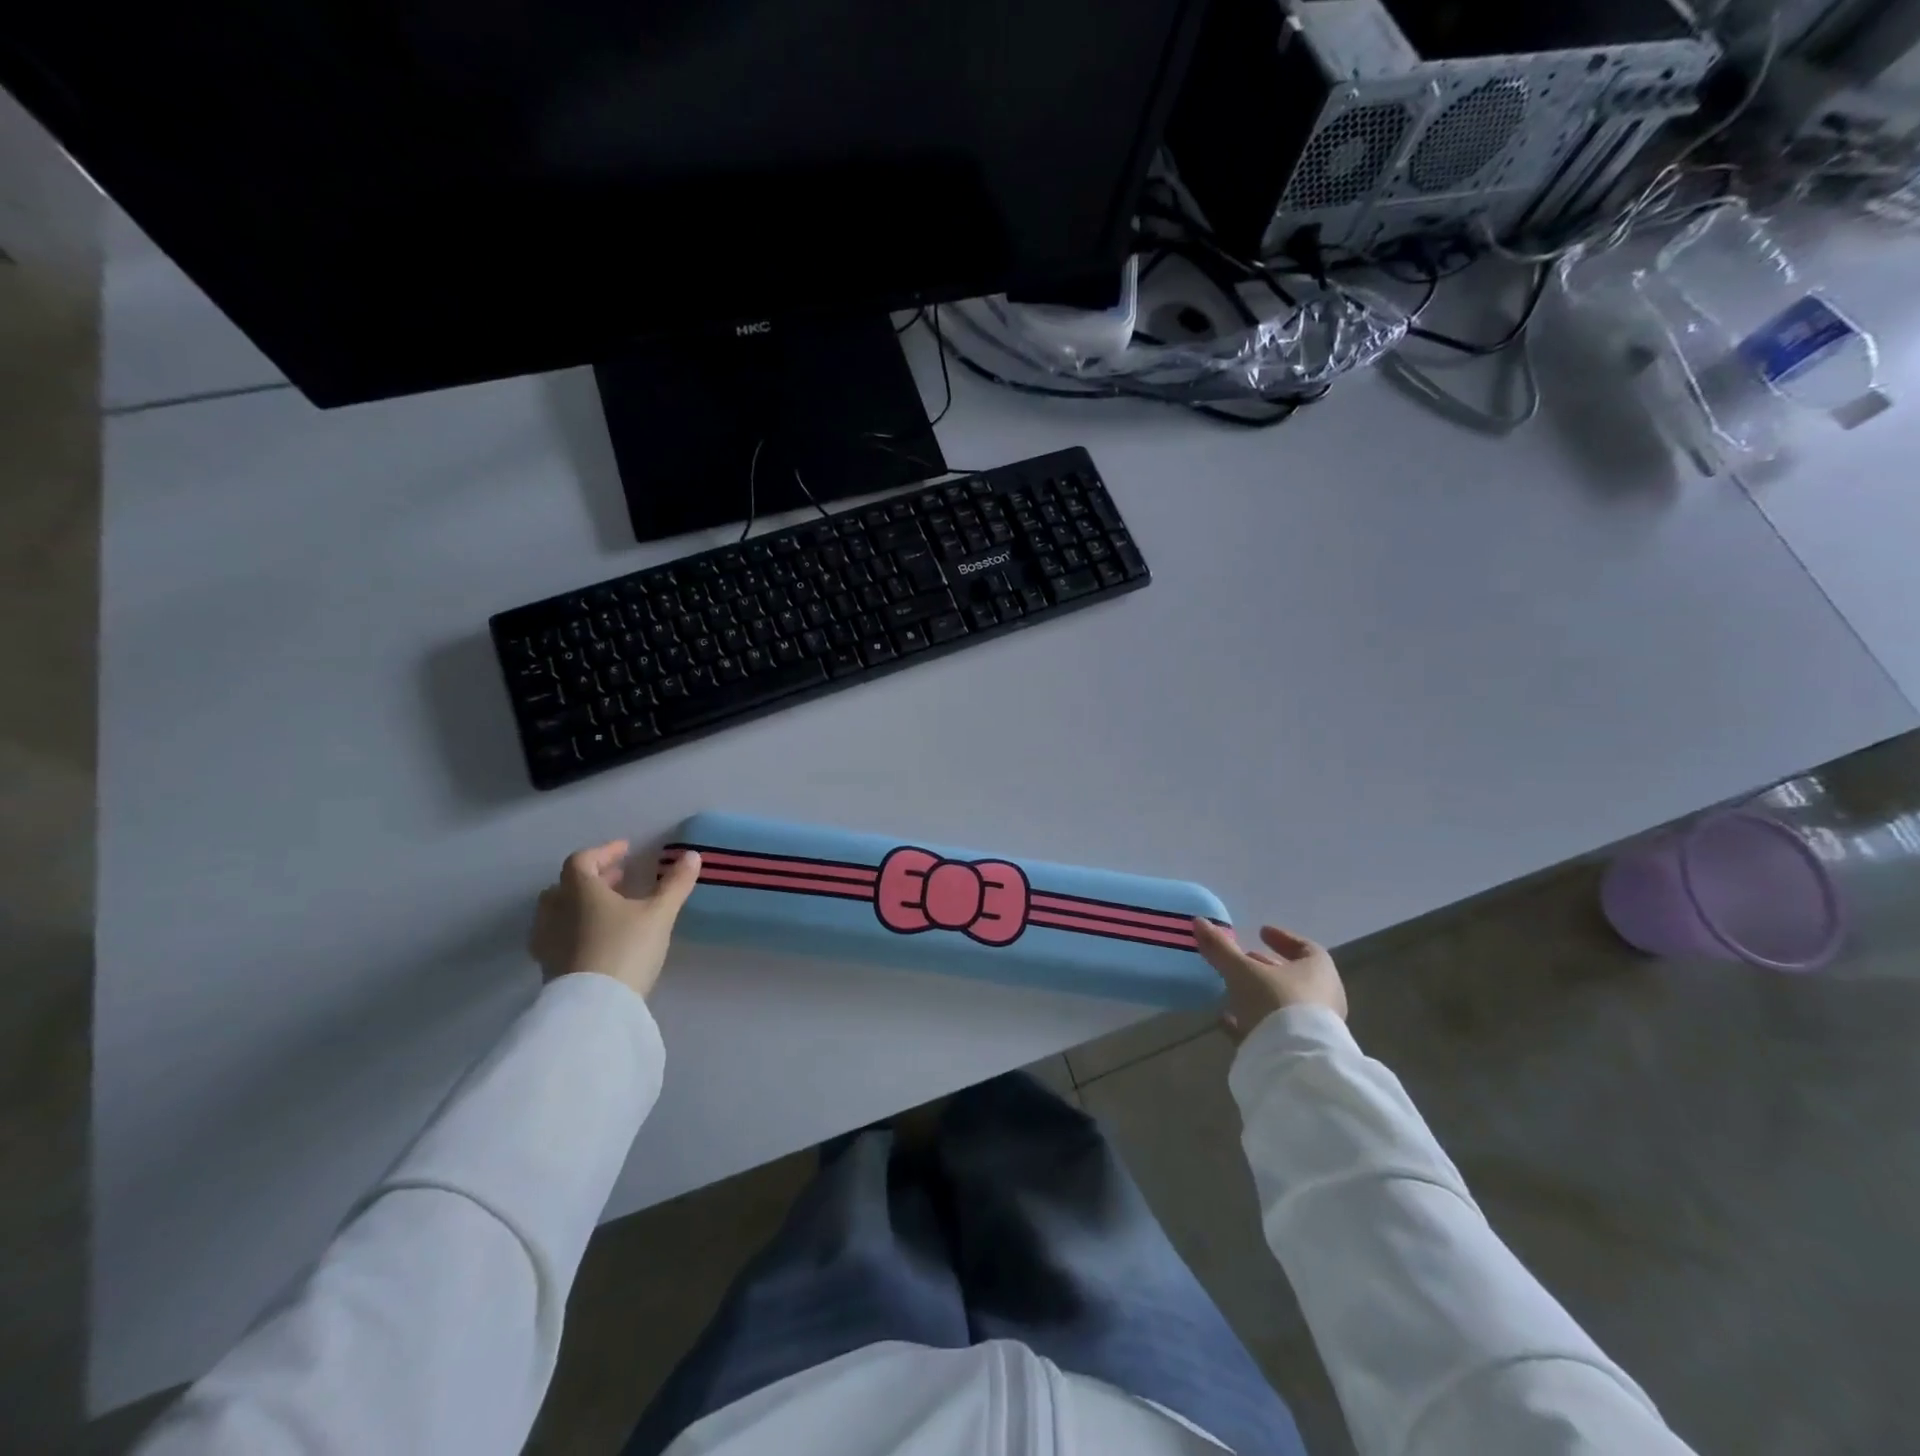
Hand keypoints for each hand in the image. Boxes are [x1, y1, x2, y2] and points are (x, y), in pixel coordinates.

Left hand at [530, 841, 701, 998]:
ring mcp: (547, 940)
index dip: (604, 852)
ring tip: (609, 910)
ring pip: (558, 911)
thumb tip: (692, 855)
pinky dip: (575, 929)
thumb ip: (675, 884)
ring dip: (581, 904)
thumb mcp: (659, 914)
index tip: (626, 850)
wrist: (594, 1008)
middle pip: (566, 885)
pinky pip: (557, 936)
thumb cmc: (626, 948)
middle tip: (619, 880)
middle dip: (593, 878)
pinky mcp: (547, 967)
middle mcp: (556, 910)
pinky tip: (596, 940)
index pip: (582, 860)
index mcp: (579, 890)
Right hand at [1192, 919, 1346, 1041]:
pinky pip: (1277, 1029)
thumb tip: (1199, 921)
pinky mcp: (1302, 1051)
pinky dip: (1254, 1021)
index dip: (1282, 938)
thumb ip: (1221, 948)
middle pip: (1294, 976)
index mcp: (1319, 971)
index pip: (1305, 947)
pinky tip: (1229, 1021)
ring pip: (1284, 1003)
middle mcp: (1324, 996)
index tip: (1261, 932)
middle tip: (1244, 959)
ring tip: (1231, 989)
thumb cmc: (1276, 1002)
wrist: (1296, 1063)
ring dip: (1259, 995)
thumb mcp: (1242, 971)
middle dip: (1267, 967)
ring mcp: (1314, 1026)